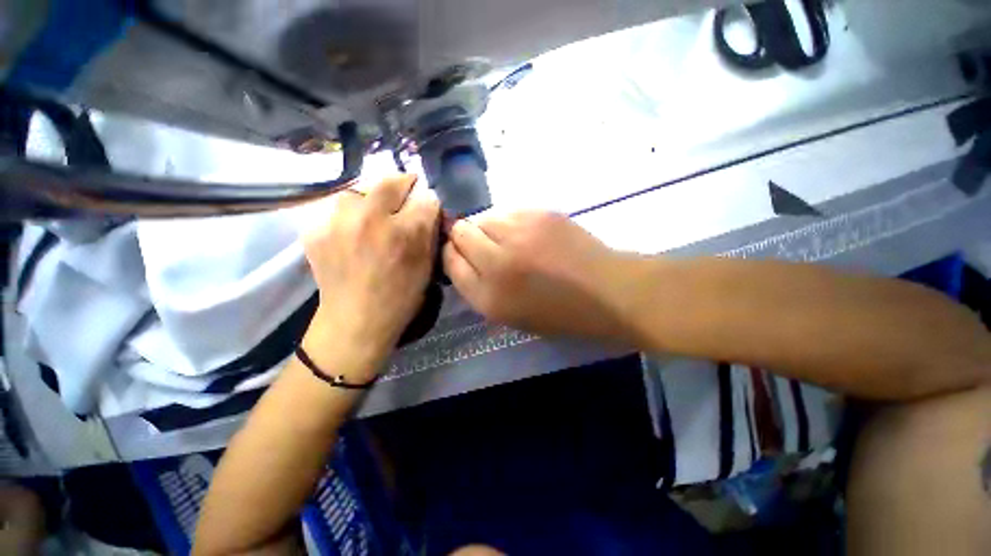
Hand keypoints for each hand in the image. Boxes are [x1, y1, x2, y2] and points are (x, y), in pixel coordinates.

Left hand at [302, 175, 439, 373]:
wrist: (355, 322)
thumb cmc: (401, 297)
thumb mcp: (427, 266)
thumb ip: (429, 233)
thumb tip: (428, 208)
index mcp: (406, 233)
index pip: (425, 197)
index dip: (429, 200)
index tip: (427, 206)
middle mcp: (372, 220)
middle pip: (390, 181)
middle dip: (403, 184)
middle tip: (404, 196)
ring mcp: (339, 223)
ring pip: (359, 191)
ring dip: (371, 198)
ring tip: (373, 216)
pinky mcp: (315, 231)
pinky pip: (336, 210)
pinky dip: (348, 216)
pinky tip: (351, 233)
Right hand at [443, 210, 634, 342]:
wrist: (605, 291)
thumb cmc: (557, 312)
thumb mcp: (509, 315)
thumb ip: (478, 287)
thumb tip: (462, 256)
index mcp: (489, 297)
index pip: (450, 261)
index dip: (452, 255)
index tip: (461, 255)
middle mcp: (497, 262)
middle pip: (460, 232)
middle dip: (464, 238)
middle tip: (484, 246)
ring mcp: (519, 233)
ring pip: (481, 216)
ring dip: (486, 227)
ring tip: (506, 239)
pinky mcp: (539, 212)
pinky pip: (506, 210)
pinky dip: (507, 220)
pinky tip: (524, 232)